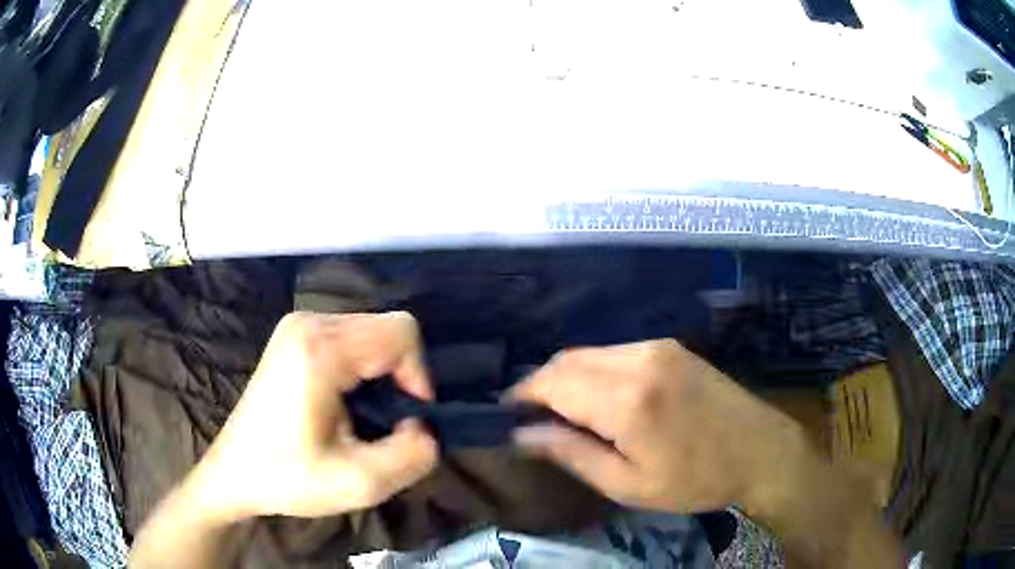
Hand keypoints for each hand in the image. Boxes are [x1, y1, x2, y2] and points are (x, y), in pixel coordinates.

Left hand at [192, 311, 438, 520]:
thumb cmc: (287, 479)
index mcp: (319, 350)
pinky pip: (351, 338)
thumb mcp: (359, 484)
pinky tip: (345, 401)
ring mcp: (297, 325)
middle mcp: (308, 323)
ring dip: (382, 374)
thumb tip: (424, 426)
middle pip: (388, 329)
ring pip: (371, 332)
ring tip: (362, 416)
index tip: (404, 420)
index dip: (417, 376)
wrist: (234, 473)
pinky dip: (363, 368)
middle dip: (400, 376)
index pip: (401, 333)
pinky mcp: (294, 335)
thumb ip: (412, 456)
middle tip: (384, 423)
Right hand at [511, 339, 805, 514]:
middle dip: (540, 383)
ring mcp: (657, 348)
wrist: (760, 450)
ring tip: (562, 409)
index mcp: (626, 400)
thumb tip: (522, 435)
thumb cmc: (695, 480)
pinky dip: (594, 370)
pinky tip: (599, 396)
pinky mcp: (670, 347)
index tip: (506, 413)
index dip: (522, 395)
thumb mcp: (628, 484)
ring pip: (589, 352)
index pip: (552, 382)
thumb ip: (571, 454)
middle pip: (567, 359)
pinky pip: (615, 352)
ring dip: (567, 376)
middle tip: (531, 416)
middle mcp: (638, 360)